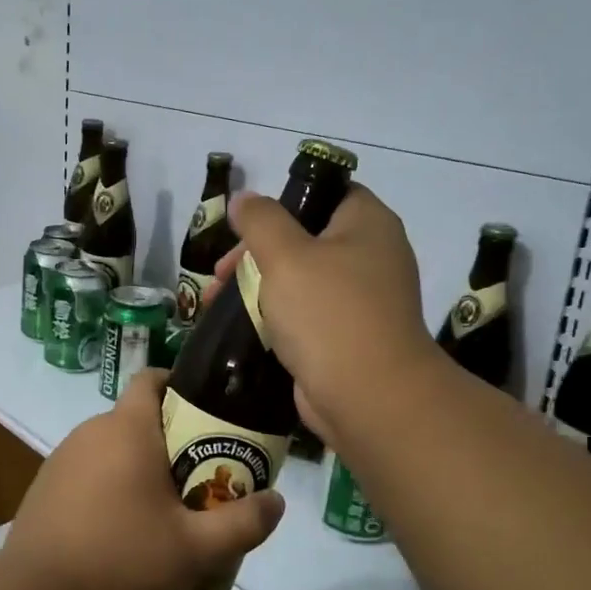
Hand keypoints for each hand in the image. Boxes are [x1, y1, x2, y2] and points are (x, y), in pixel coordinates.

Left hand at [0, 369, 284, 589]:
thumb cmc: (122, 559)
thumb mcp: (196, 549)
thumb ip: (243, 523)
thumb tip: (278, 502)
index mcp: (127, 428)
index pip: (151, 379)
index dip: (179, 387)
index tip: (205, 416)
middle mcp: (91, 431)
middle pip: (137, 417)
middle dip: (169, 438)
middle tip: (198, 475)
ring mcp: (62, 458)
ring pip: (112, 446)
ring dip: (137, 464)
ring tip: (162, 508)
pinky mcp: (45, 485)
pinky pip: (88, 470)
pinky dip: (109, 484)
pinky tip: (120, 528)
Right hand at [210, 183, 434, 440]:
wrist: (369, 397)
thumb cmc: (328, 313)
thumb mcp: (286, 255)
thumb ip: (260, 220)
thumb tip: (243, 198)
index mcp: (368, 224)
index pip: (328, 192)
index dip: (285, 200)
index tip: (248, 222)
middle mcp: (372, 255)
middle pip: (306, 237)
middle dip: (256, 252)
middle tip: (221, 272)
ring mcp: (362, 299)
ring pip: (301, 278)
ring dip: (258, 285)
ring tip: (218, 302)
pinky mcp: (348, 335)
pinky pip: (305, 313)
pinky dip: (275, 315)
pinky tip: (242, 325)